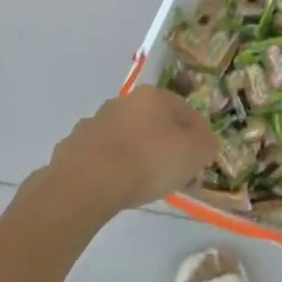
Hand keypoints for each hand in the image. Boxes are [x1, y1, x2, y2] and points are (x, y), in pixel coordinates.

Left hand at [44, 87, 221, 214]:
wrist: (87, 183)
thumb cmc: (148, 162)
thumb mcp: (195, 153)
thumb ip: (207, 143)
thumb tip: (204, 141)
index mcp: (154, 96)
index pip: (186, 111)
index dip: (197, 136)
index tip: (198, 160)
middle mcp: (123, 101)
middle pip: (154, 122)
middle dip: (165, 143)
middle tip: (173, 172)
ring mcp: (95, 122)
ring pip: (126, 136)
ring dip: (136, 153)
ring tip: (142, 182)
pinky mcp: (74, 145)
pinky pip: (102, 154)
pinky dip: (111, 166)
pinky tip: (115, 185)